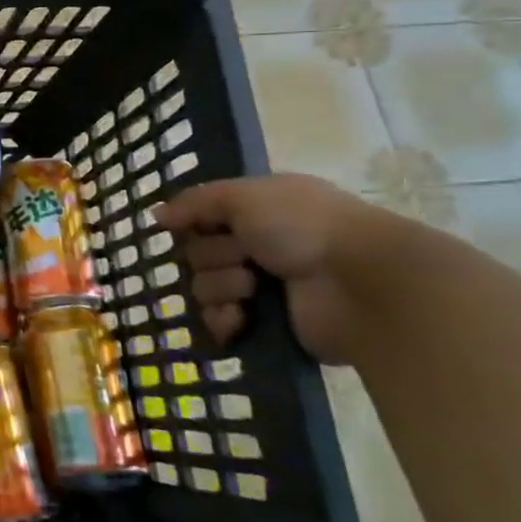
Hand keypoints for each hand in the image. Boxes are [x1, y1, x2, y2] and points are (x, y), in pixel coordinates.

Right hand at [155, 173, 378, 361]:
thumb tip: (158, 215)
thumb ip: (196, 202)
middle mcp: (258, 246)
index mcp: (257, 211)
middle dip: (212, 258)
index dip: (192, 224)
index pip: (201, 218)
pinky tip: (240, 318)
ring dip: (221, 288)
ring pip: (204, 289)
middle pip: (198, 254)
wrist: (362, 284)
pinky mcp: (267, 325)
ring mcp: (263, 288)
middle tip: (244, 258)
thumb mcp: (244, 196)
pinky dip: (224, 321)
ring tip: (253, 289)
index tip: (189, 227)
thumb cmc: (304, 227)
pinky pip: (220, 323)